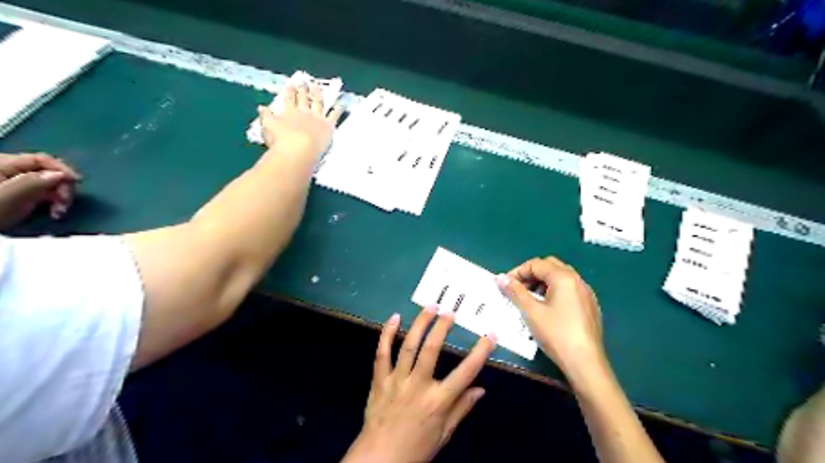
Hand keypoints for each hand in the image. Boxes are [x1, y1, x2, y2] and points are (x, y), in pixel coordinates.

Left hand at [1, 151, 80, 228]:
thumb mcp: (8, 197)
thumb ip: (33, 182)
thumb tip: (61, 175)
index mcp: (2, 163)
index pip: (41, 159)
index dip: (62, 168)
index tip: (78, 181)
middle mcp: (10, 169)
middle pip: (48, 172)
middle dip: (62, 187)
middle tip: (64, 203)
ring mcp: (16, 182)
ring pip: (50, 183)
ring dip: (61, 197)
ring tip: (59, 212)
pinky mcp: (22, 193)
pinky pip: (46, 192)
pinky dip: (54, 201)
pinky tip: (54, 211)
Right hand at [258, 85, 340, 156]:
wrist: (299, 150)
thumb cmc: (281, 142)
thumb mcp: (269, 127)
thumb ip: (266, 116)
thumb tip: (261, 107)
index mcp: (289, 112)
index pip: (289, 98)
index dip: (290, 90)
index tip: (291, 84)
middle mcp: (304, 112)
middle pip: (304, 98)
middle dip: (304, 89)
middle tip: (304, 82)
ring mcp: (317, 117)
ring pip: (318, 102)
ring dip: (318, 94)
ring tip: (318, 87)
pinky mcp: (328, 125)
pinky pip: (334, 115)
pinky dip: (338, 109)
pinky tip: (341, 103)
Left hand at [343, 305, 495, 461]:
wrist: (379, 459)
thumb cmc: (416, 448)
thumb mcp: (444, 434)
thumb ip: (462, 409)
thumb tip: (481, 389)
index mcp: (438, 401)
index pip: (465, 372)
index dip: (480, 352)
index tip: (490, 334)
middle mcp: (418, 386)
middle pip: (431, 349)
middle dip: (441, 327)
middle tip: (449, 312)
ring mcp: (396, 380)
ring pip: (408, 346)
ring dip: (420, 323)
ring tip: (430, 307)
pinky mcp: (379, 379)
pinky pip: (382, 352)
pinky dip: (387, 334)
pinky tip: (394, 318)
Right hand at [497, 257, 603, 379]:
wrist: (585, 362)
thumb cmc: (556, 334)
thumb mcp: (531, 311)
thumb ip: (515, 292)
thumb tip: (500, 278)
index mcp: (564, 278)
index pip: (536, 264)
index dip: (518, 272)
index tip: (505, 285)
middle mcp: (578, 281)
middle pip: (550, 266)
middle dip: (531, 274)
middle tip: (517, 289)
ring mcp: (586, 294)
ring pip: (561, 278)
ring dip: (543, 282)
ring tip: (530, 298)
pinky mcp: (590, 307)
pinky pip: (569, 290)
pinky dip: (555, 291)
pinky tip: (547, 309)